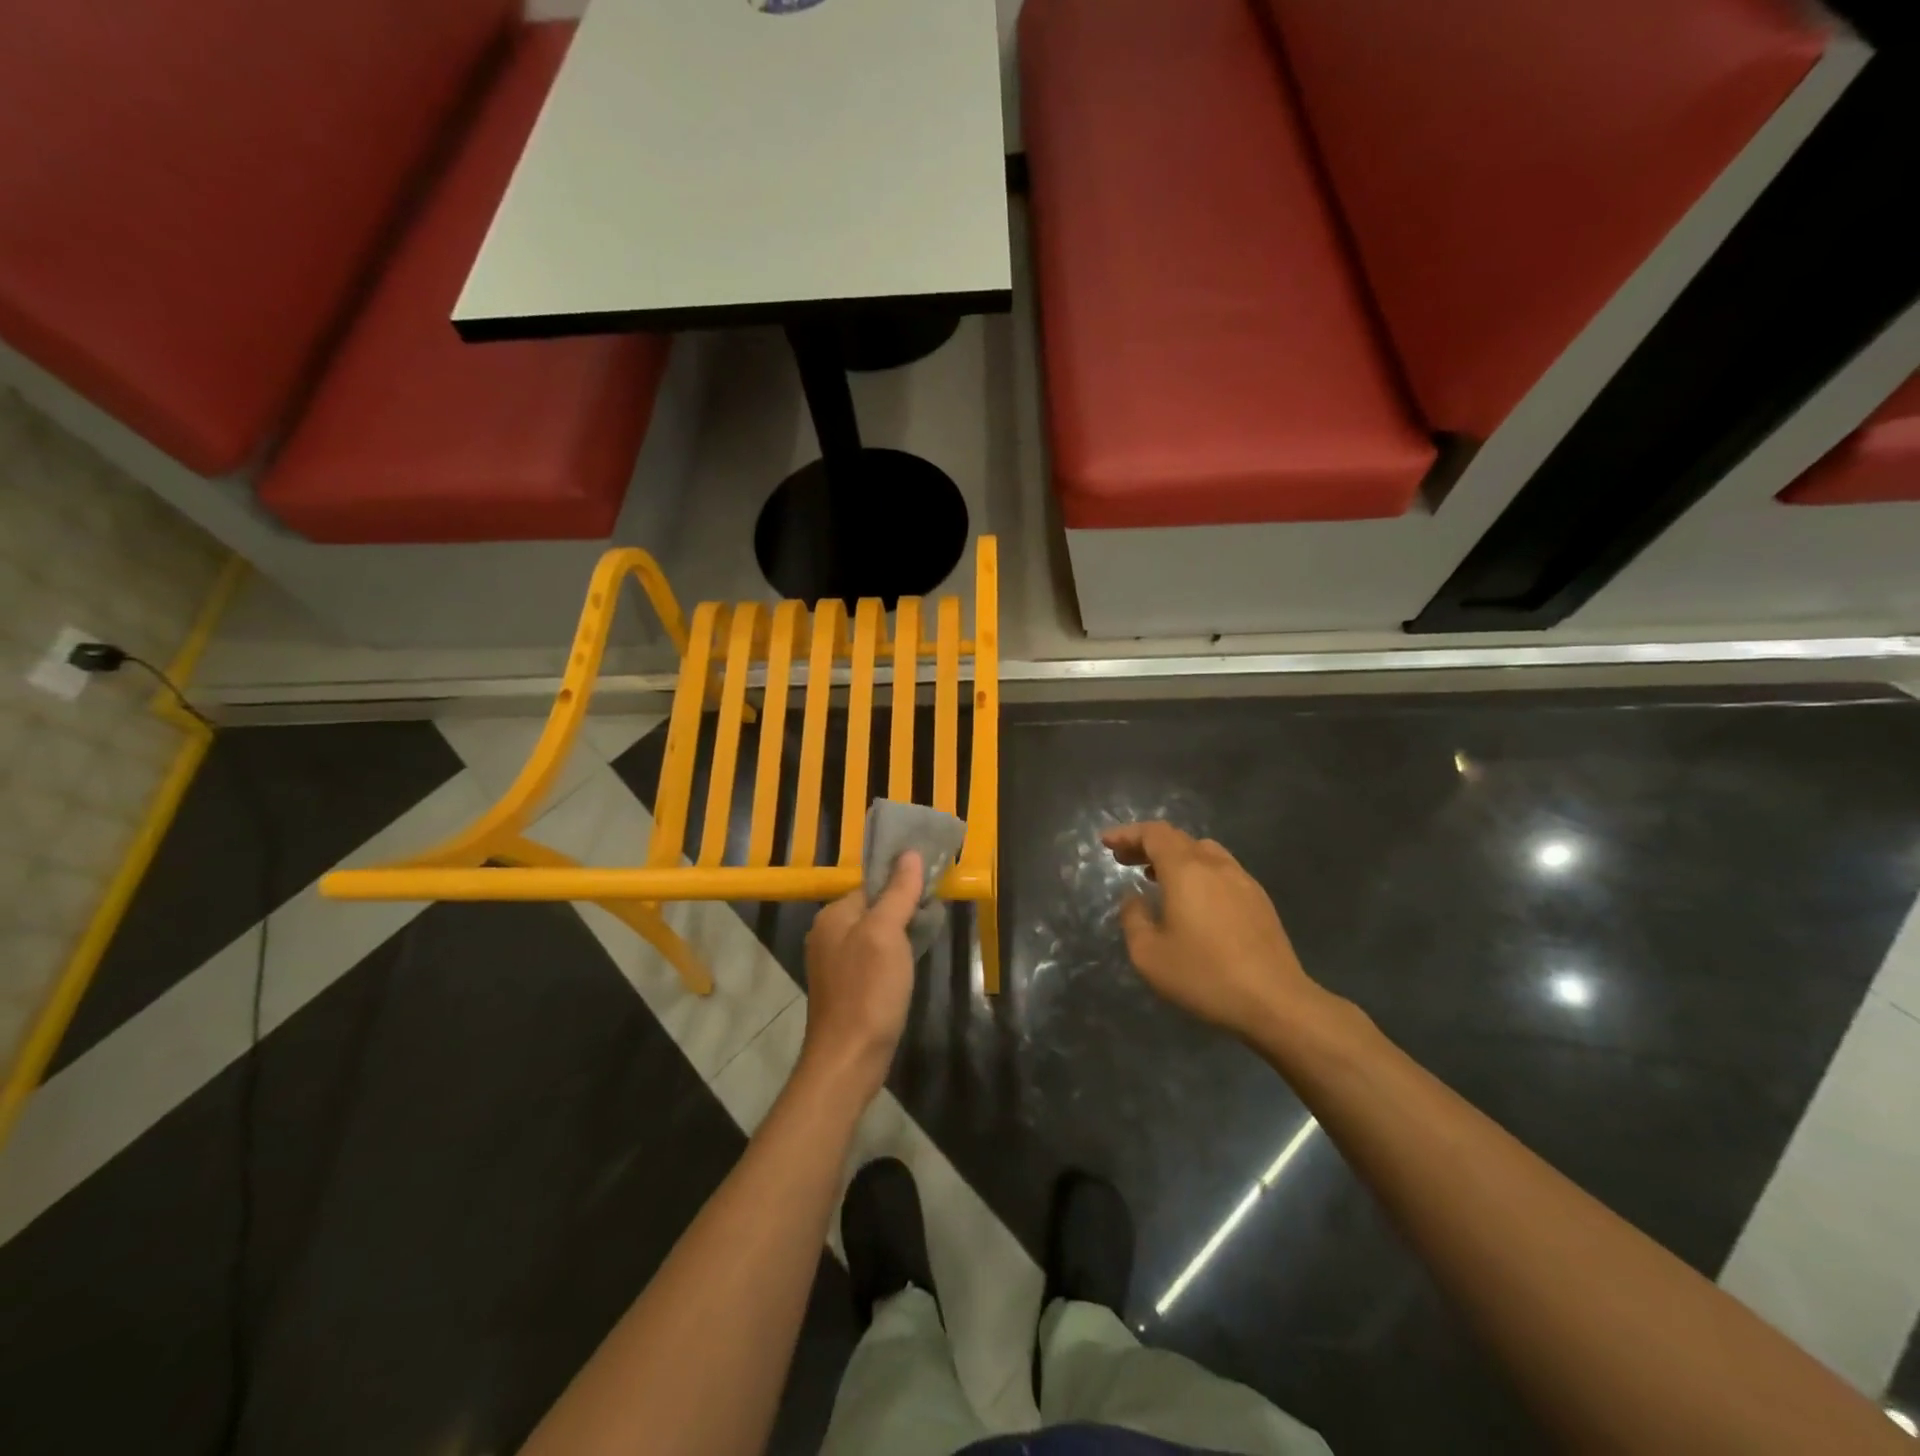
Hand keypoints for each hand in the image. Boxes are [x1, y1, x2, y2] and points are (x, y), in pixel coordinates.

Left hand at [799, 853, 924, 1103]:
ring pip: (876, 933)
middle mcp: (828, 934)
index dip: (902, 882)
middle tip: (936, 911)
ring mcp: (835, 963)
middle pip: (874, 907)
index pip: (871, 884)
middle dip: (904, 907)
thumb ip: (898, 892)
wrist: (849, 1059)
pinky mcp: (847, 987)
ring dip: (902, 932)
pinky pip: (874, 957)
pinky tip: (912, 962)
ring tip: (930, 933)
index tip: (933, 885)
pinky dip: (894, 955)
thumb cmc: (869, 990)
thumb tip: (910, 853)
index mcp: (833, 915)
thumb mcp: (887, 933)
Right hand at [1103, 823, 1327, 1040]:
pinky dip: (1197, 871)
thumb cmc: (1205, 976)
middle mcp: (1215, 865)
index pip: (1154, 834)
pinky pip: (1221, 870)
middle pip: (1177, 839)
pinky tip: (1192, 899)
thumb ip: (1133, 919)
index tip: (1107, 843)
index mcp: (1186, 870)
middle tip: (1124, 859)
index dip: (1128, 834)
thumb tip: (1134, 898)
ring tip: (1155, 876)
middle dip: (1146, 844)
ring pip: (1202, 852)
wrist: (1276, 1002)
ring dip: (1174, 857)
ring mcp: (1242, 880)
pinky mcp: (1259, 900)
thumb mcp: (1149, 955)